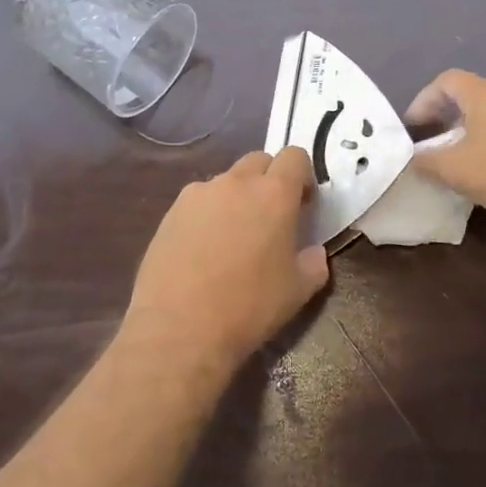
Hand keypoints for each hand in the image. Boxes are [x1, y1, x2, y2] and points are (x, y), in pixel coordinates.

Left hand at [125, 147, 330, 376]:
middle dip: (270, 180)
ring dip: (237, 197)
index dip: (303, 177)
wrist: (179, 329)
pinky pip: (199, 201)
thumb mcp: (298, 291)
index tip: (302, 205)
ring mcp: (199, 194)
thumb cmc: (249, 308)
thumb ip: (314, 263)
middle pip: (259, 160)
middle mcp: (236, 182)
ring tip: (232, 238)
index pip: (295, 157)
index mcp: (274, 194)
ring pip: (227, 181)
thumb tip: (313, 251)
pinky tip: (202, 250)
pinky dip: (208, 214)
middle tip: (270, 218)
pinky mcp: (171, 212)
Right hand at [405, 69, 485, 226]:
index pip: (446, 80)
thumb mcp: (458, 170)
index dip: (424, 99)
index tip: (414, 127)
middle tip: (436, 145)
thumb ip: (428, 162)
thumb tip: (413, 158)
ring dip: (475, 133)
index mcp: (485, 95)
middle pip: (472, 96)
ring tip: (465, 161)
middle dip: (449, 119)